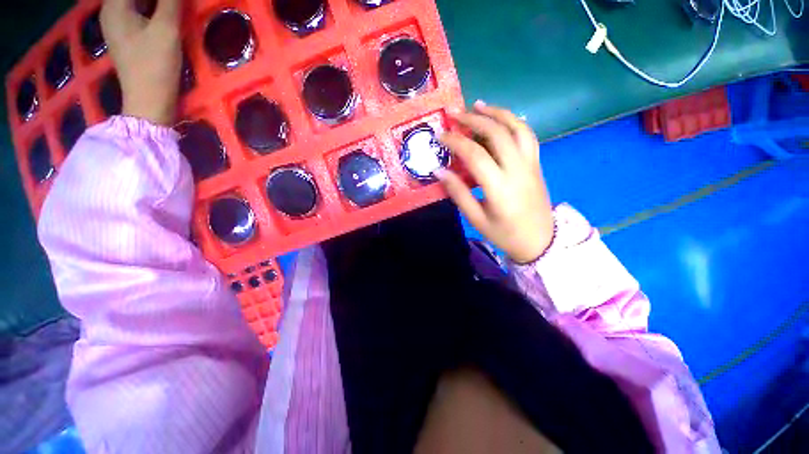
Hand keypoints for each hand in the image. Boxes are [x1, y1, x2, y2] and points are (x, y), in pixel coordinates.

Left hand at [101, 0, 181, 125]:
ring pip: (134, 3)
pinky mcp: (126, 38)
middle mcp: (110, 12)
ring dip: (153, 3)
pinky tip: (163, 13)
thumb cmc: (155, 65)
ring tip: (171, 6)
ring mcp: (117, 26)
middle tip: (175, 3)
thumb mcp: (166, 30)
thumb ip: (170, 2)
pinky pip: (136, 12)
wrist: (149, 102)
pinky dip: (150, 9)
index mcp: (115, 6)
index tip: (174, 1)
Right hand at [437, 101, 553, 263]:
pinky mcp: (537, 162)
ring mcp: (531, 163)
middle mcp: (517, 169)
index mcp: (499, 187)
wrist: (540, 240)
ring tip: (478, 105)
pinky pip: (528, 135)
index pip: (475, 155)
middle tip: (455, 114)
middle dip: (474, 119)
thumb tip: (439, 170)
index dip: (456, 141)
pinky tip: (502, 118)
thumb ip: (458, 193)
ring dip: (497, 113)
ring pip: (516, 128)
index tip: (440, 135)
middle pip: (497, 133)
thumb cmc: (504, 233)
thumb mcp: (476, 218)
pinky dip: (514, 121)